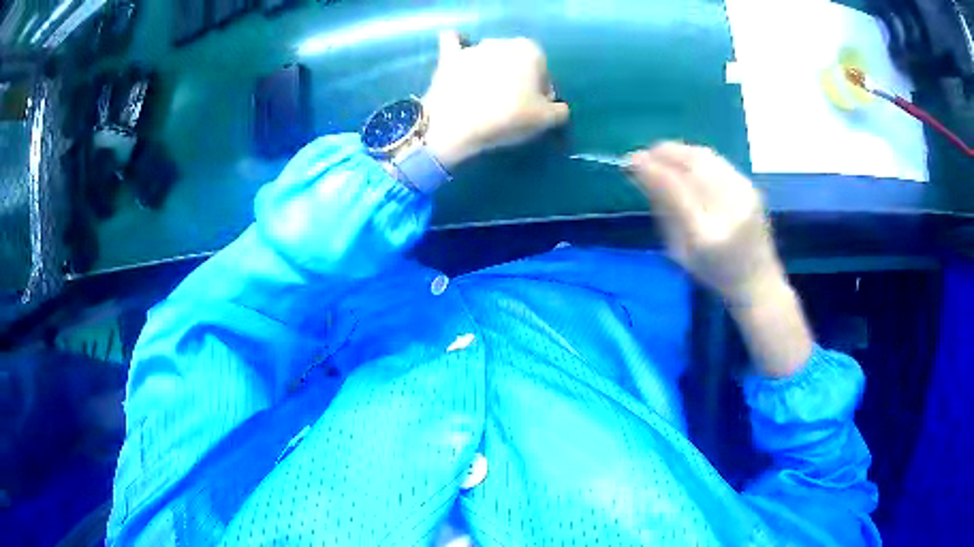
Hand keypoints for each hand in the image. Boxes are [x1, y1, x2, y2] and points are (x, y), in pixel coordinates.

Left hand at [423, 31, 569, 168]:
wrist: (457, 124)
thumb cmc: (509, 117)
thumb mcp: (548, 119)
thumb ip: (560, 110)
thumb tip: (556, 107)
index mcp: (532, 50)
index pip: (543, 73)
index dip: (541, 93)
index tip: (533, 110)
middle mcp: (503, 41)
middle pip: (517, 62)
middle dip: (517, 78)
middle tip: (511, 105)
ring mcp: (474, 47)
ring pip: (490, 55)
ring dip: (492, 69)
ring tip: (485, 95)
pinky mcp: (449, 56)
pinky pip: (453, 42)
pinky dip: (457, 46)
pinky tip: (459, 55)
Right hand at [627, 143, 811, 376]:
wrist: (757, 280)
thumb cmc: (714, 273)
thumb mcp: (680, 251)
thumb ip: (664, 210)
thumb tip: (642, 174)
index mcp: (706, 236)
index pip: (675, 190)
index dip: (651, 169)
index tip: (630, 161)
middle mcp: (728, 210)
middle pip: (693, 165)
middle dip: (663, 153)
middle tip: (642, 154)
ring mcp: (744, 195)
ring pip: (706, 157)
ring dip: (679, 151)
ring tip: (659, 153)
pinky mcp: (751, 186)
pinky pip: (717, 161)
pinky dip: (695, 156)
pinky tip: (684, 160)